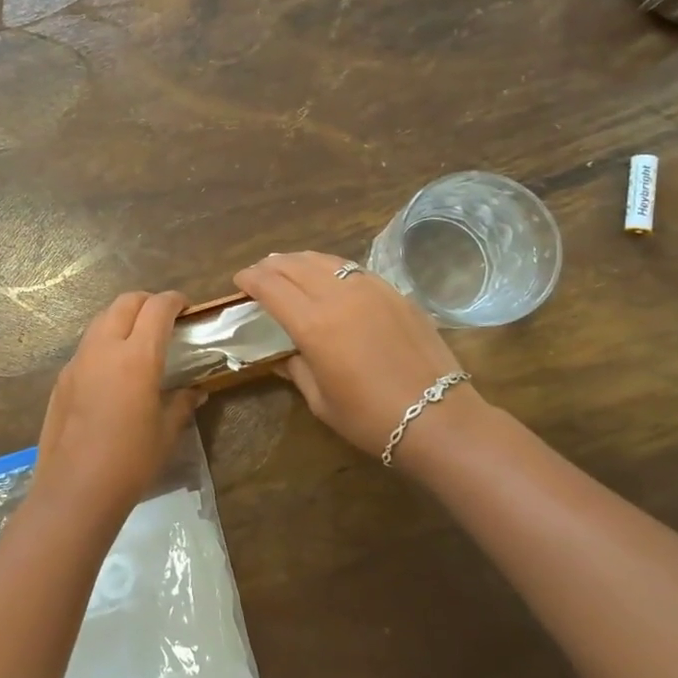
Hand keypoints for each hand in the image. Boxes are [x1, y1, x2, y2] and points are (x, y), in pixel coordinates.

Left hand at [34, 291, 202, 516]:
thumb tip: (196, 391)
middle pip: (125, 302)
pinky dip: (104, 342)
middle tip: (163, 319)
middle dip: (147, 302)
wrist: (75, 488)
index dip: (174, 300)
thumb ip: (182, 403)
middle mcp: (104, 348)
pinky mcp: (62, 378)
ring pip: (101, 319)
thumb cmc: (130, 461)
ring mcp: (78, 361)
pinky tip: (113, 371)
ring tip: (138, 340)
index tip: (186, 307)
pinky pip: (87, 346)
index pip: (157, 308)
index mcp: (137, 356)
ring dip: (122, 318)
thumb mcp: (166, 432)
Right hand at [233, 251, 484, 462]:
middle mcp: (338, 296)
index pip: (271, 287)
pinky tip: (329, 277)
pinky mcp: (394, 292)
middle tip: (259, 274)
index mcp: (313, 324)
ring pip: (324, 260)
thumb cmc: (370, 418)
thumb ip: (296, 368)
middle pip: (294, 265)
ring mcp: (370, 289)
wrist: (438, 417)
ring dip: (299, 260)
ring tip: (288, 267)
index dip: (250, 279)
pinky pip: (352, 269)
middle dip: (270, 266)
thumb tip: (283, 354)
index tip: (240, 281)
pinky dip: (330, 267)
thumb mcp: (320, 400)